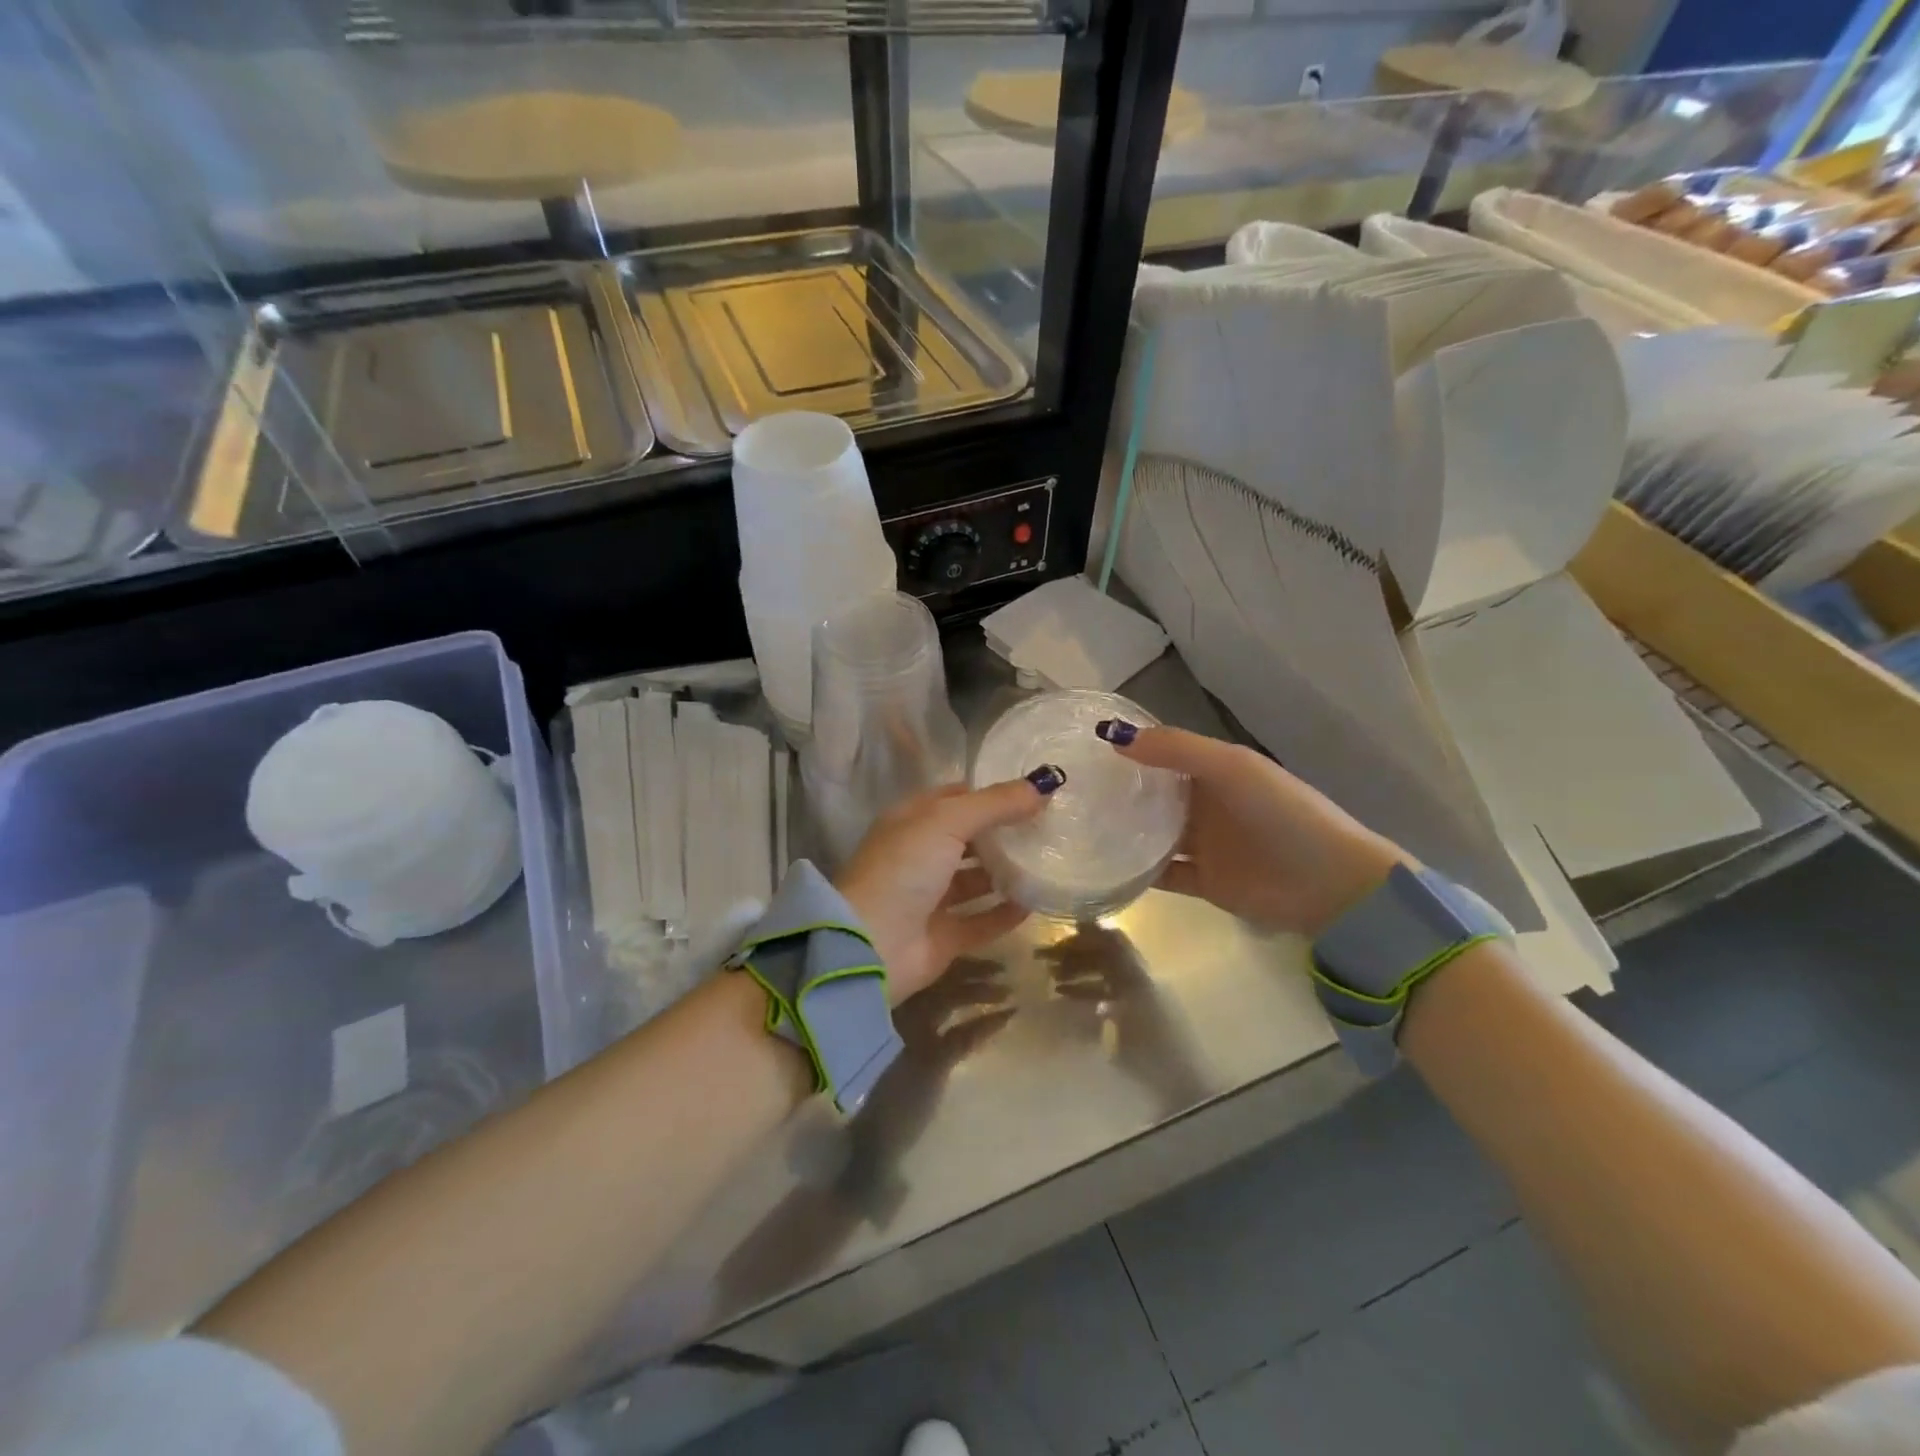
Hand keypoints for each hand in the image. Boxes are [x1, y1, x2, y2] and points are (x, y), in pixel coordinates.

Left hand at [834, 777, 1053, 1002]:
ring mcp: (929, 898)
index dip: (991, 793)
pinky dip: (1005, 913)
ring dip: (1007, 872)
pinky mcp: (942, 937)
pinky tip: (1035, 903)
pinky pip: (981, 921)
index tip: (1033, 793)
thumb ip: (996, 803)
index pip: (956, 798)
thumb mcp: (947, 821)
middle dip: (1004, 833)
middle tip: (1049, 828)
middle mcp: (919, 856)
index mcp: (912, 822)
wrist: (871, 946)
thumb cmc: (903, 869)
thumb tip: (1045, 784)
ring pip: (975, 880)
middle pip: (969, 838)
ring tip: (1048, 863)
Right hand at [1098, 721, 1406, 937]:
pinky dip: (1136, 872)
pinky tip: (1102, 868)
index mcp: (1214, 770)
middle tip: (1066, 791)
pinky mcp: (1203, 882)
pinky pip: (1161, 874)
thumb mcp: (1232, 767)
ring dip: (1122, 831)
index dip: (1127, 748)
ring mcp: (1203, 844)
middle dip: (1117, 791)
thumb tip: (1112, 737)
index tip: (1079, 749)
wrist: (1331, 884)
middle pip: (1152, 794)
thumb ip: (1176, 749)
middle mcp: (1204, 804)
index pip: (1162, 753)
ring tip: (1074, 828)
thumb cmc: (1282, 813)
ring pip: (1151, 834)